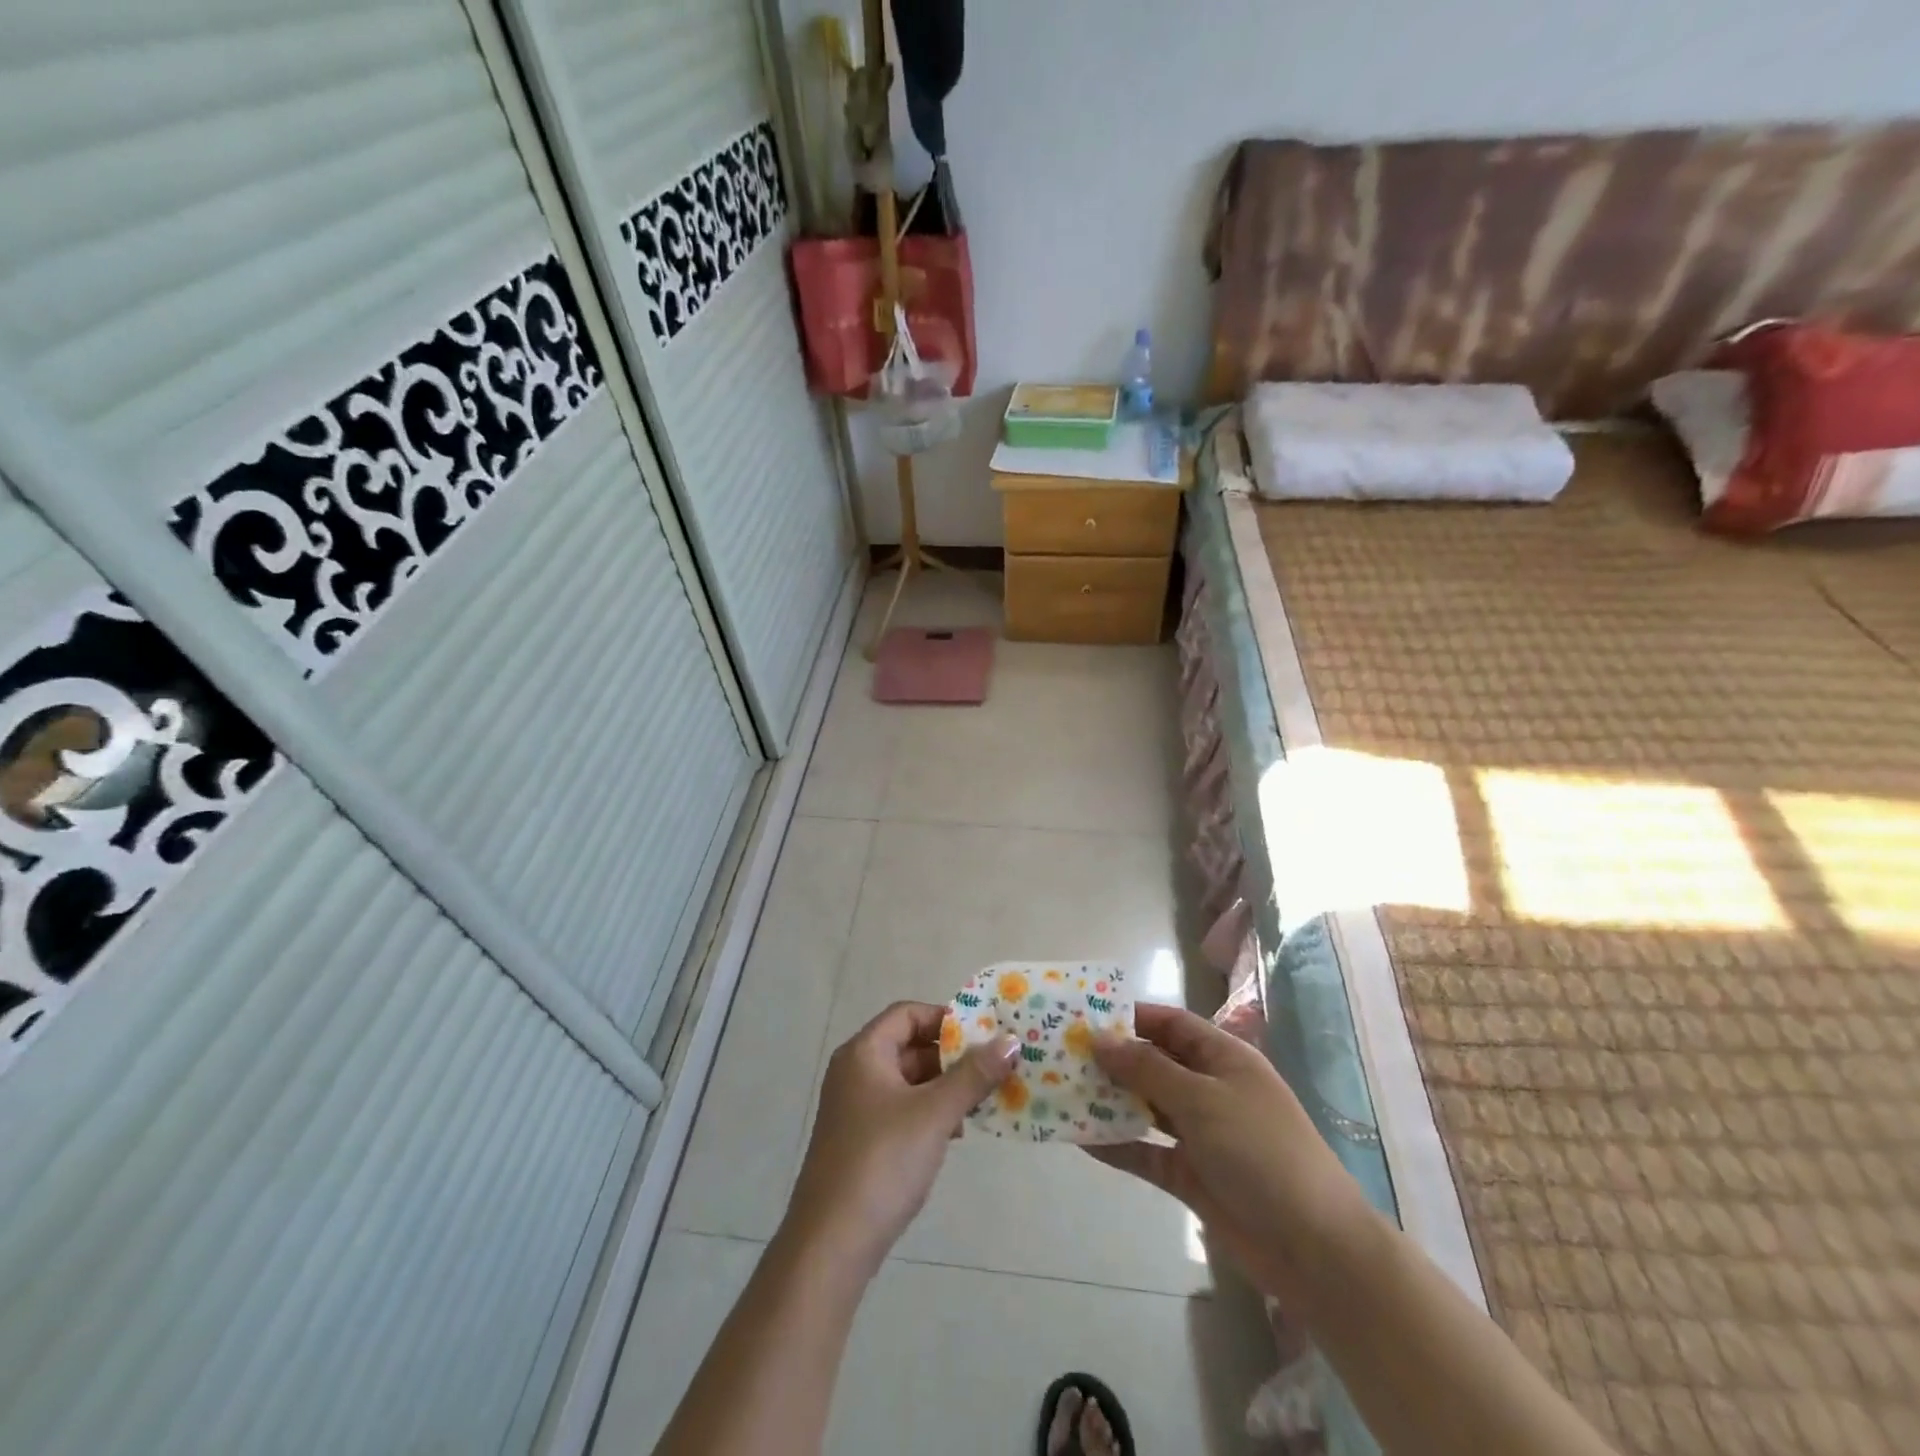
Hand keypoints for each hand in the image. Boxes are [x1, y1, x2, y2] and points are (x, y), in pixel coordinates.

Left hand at [783, 1001, 1016, 1275]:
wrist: (831, 1244)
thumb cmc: (882, 1162)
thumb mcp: (934, 1114)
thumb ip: (973, 1076)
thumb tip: (1012, 1040)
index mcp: (864, 1053)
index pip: (907, 1014)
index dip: (945, 1018)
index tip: (983, 1034)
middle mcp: (855, 1072)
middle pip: (908, 1045)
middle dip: (951, 1056)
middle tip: (992, 1067)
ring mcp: (855, 1108)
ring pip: (907, 1081)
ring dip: (944, 1086)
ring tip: (981, 1101)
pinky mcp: (860, 1140)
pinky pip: (901, 1109)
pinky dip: (929, 1112)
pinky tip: (955, 1133)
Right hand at [1088, 1003, 1374, 1307]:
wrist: (1314, 1248)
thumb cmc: (1261, 1151)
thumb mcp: (1201, 1099)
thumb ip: (1146, 1069)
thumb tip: (1099, 1038)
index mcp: (1223, 1058)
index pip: (1170, 1024)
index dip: (1130, 1017)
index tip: (1084, 1016)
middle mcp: (1209, 1088)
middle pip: (1153, 1064)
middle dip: (1112, 1060)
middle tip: (1061, 1055)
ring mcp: (1200, 1133)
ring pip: (1145, 1107)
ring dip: (1109, 1101)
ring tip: (1061, 1091)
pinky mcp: (1191, 1174)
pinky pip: (1146, 1152)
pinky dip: (1118, 1146)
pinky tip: (1081, 1140)